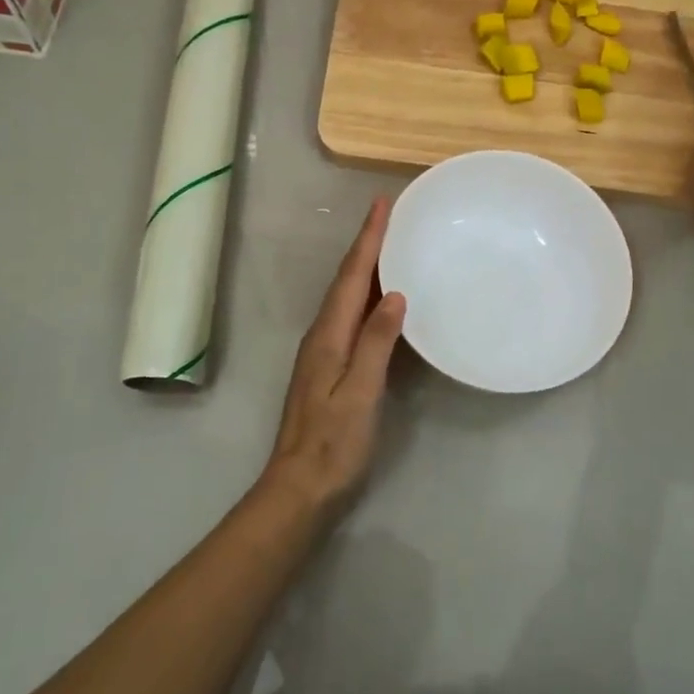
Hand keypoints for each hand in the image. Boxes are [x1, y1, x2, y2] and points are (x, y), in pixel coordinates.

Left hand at [255, 198, 407, 524]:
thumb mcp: (360, 392)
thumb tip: (394, 294)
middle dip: (366, 246)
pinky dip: (367, 298)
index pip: (351, 277)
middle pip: (346, 281)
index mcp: (328, 336)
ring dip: (366, 268)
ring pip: (347, 298)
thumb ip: (376, 342)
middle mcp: (322, 336)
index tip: (382, 205)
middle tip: (390, 217)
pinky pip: (352, 318)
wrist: (300, 488)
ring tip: (390, 246)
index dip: (367, 240)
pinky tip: (383, 302)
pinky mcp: (330, 369)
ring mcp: (324, 353)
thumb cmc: (334, 443)